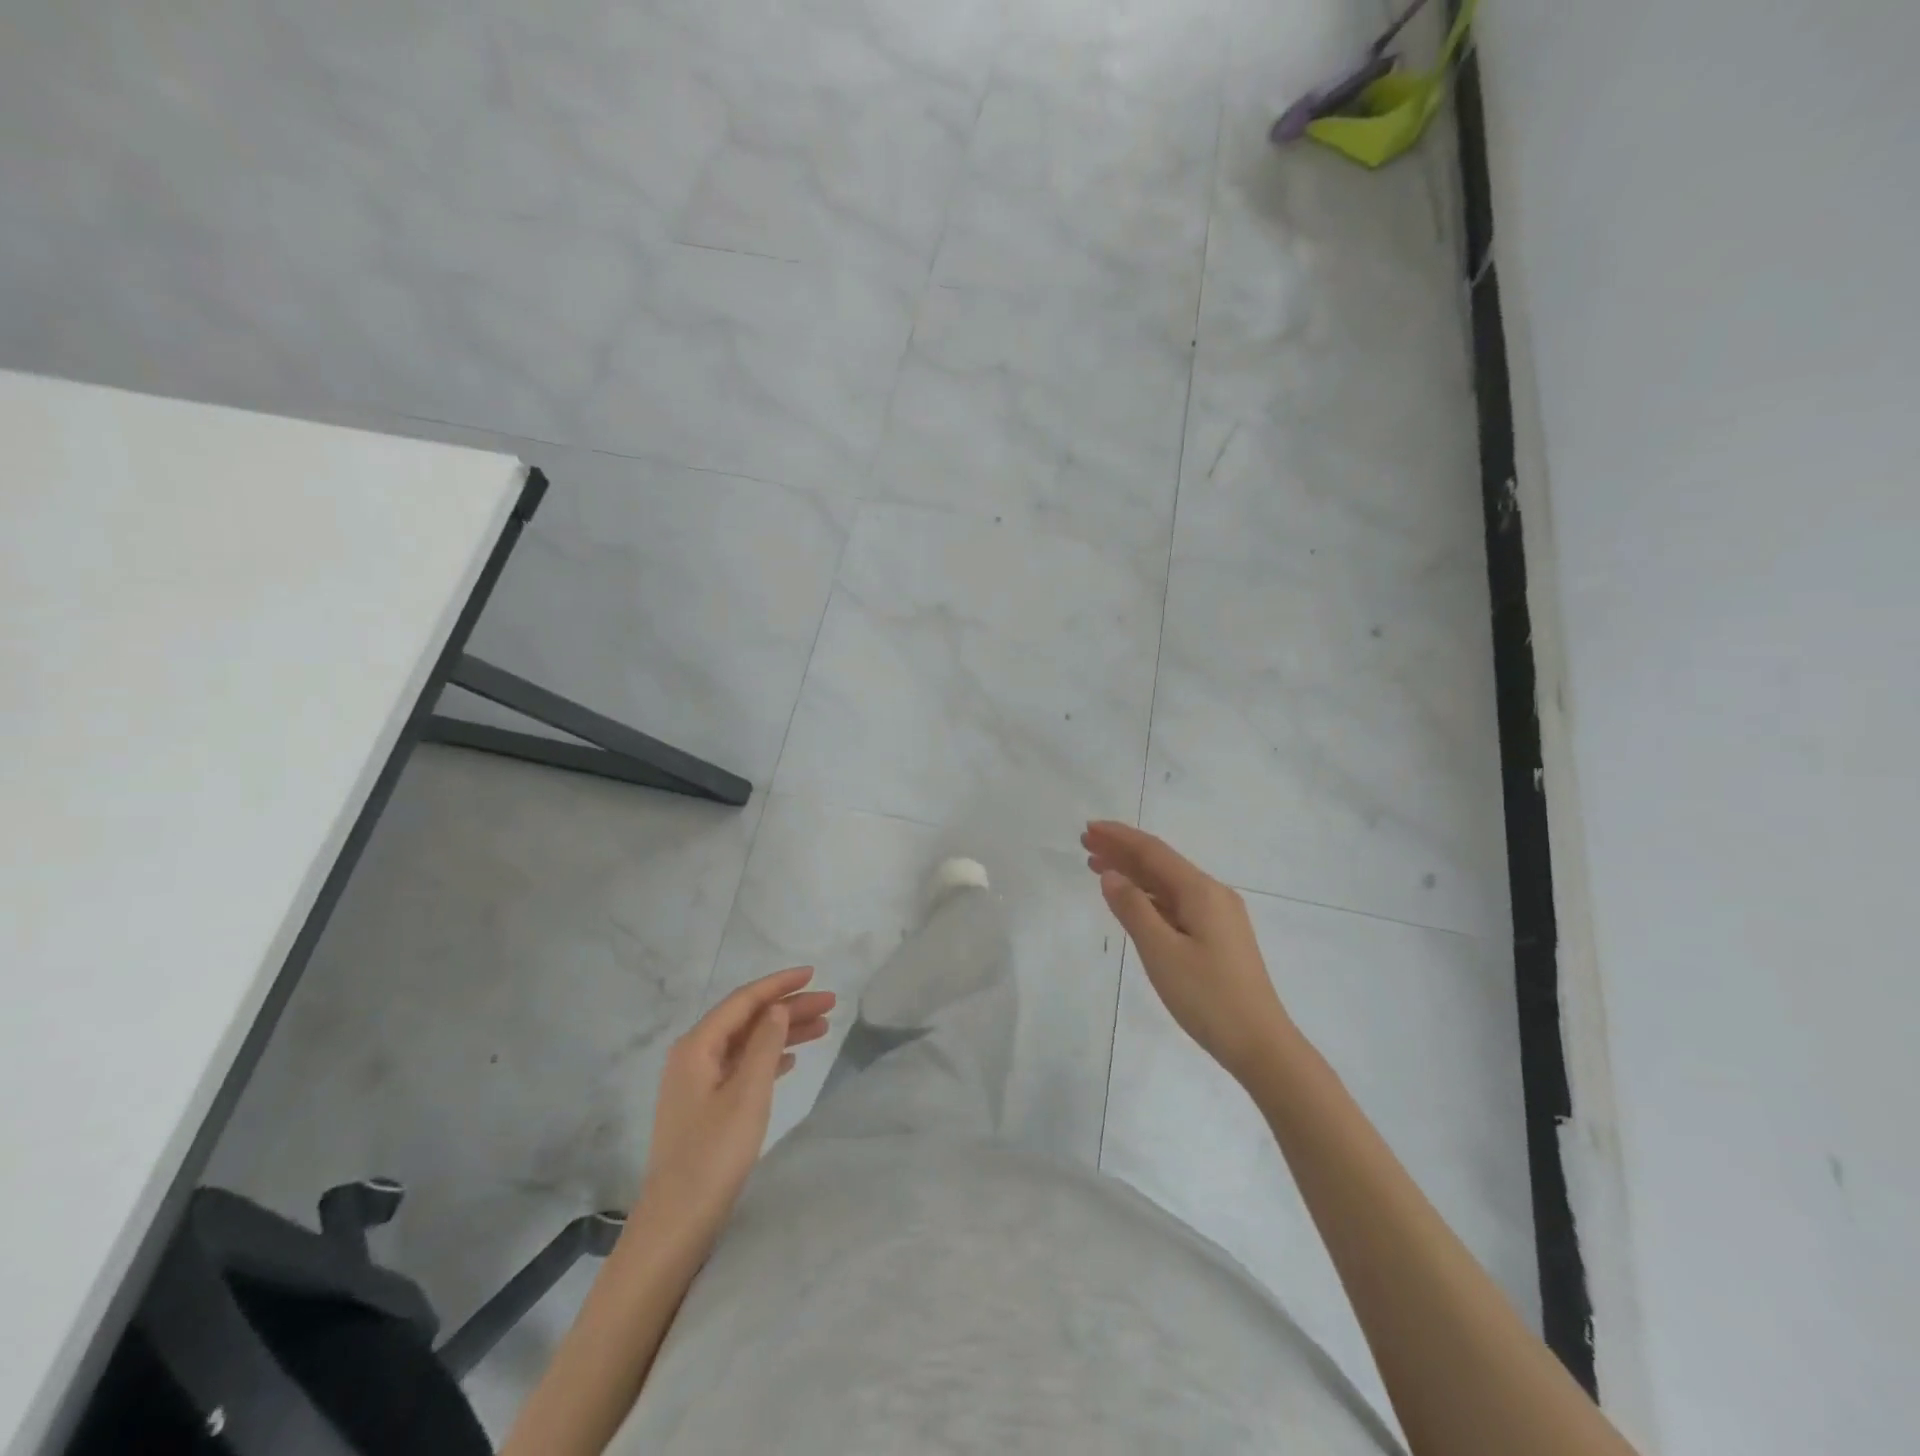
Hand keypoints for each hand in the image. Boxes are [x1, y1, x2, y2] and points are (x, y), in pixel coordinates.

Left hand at [639, 967, 834, 1235]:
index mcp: (697, 1046)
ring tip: (823, 1028)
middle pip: (747, 1019)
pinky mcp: (705, 1106)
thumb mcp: (748, 1093)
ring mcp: (697, 1082)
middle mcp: (693, 1056)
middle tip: (830, 1003)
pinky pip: (743, 1066)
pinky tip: (792, 1059)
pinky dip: (769, 1057)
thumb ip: (765, 1044)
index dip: (779, 984)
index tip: (813, 973)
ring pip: (747, 1043)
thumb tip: (777, 1008)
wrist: (678, 1221)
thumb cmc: (714, 1153)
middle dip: (788, 1008)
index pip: (744, 1000)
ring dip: (783, 1032)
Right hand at [1084, 821, 1291, 1085]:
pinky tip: (1131, 901)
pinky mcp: (1218, 937)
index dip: (1119, 838)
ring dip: (1133, 874)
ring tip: (1098, 868)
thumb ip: (1133, 909)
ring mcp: (1218, 916)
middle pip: (1160, 864)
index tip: (1089, 829)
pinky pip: (1176, 903)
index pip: (1153, 852)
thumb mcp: (1161, 952)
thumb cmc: (1207, 996)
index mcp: (1201, 891)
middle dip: (1122, 852)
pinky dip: (1148, 897)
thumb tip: (1111, 875)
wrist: (1260, 1045)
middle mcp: (1212, 895)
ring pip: (1167, 884)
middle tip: (1086, 844)